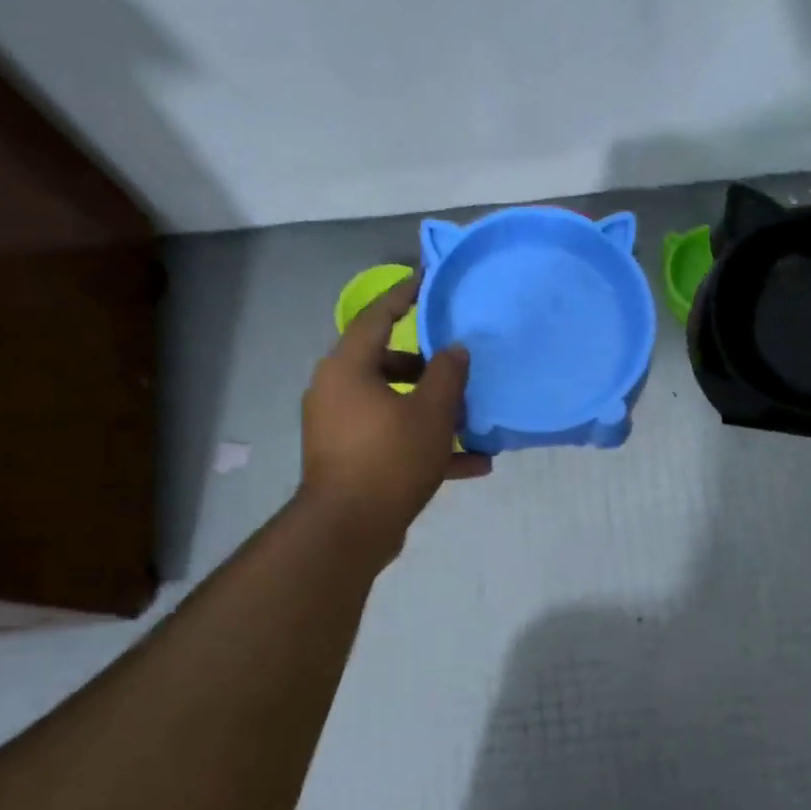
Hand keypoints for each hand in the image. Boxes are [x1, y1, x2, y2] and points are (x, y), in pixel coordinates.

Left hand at [298, 277, 490, 557]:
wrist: (349, 529)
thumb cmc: (389, 458)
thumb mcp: (431, 413)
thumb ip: (448, 374)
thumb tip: (455, 348)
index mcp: (348, 368)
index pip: (377, 316)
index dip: (405, 296)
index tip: (428, 280)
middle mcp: (337, 391)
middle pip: (387, 364)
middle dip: (429, 368)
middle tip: (460, 368)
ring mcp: (341, 427)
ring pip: (394, 405)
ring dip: (433, 412)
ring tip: (473, 421)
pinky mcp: (351, 459)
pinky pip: (393, 440)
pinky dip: (426, 445)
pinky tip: (473, 464)